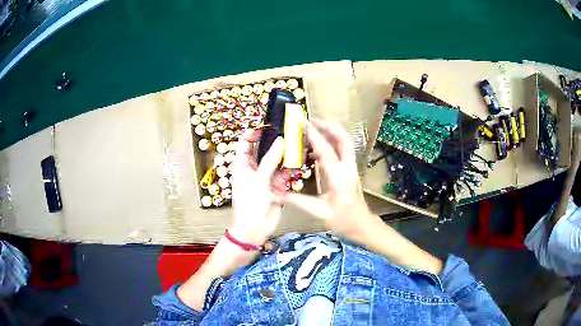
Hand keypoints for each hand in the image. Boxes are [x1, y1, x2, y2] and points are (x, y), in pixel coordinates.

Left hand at [229, 130, 288, 245]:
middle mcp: (254, 169)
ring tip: (297, 141)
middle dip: (273, 141)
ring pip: (276, 161)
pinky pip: (284, 173)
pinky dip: (291, 167)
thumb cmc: (250, 203)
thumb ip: (270, 159)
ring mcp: (266, 177)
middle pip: (262, 150)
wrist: (255, 229)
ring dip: (285, 153)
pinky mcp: (277, 186)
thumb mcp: (258, 179)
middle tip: (287, 130)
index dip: (253, 133)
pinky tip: (300, 158)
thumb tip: (280, 140)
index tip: (266, 125)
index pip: (244, 144)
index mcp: (242, 165)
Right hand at [285, 119, 379, 241]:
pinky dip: (332, 143)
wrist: (362, 225)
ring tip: (314, 128)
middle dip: (329, 126)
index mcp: (339, 178)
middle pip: (343, 139)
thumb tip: (279, 194)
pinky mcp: (351, 170)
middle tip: (312, 120)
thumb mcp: (320, 212)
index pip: (327, 151)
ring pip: (345, 142)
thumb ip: (299, 201)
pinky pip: (343, 150)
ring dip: (331, 132)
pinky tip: (317, 150)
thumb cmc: (343, 220)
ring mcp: (351, 168)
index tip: (304, 123)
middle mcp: (348, 168)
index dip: (315, 136)